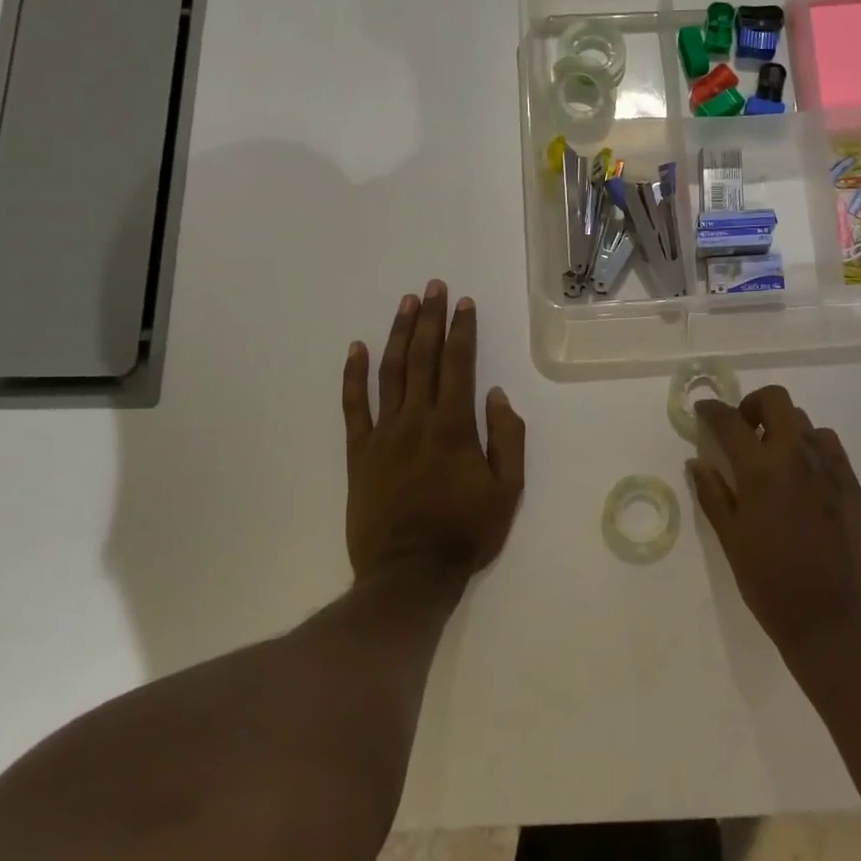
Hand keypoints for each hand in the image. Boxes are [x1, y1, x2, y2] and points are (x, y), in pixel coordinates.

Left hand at [342, 282, 525, 581]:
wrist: (410, 572)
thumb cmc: (466, 532)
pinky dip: (353, 375)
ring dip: (398, 335)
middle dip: (429, 319)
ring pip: (389, 373)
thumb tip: (497, 395)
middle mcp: (417, 420)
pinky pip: (353, 407)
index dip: (461, 330)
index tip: (463, 303)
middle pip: (423, 358)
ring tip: (405, 304)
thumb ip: (507, 438)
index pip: (459, 365)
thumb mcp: (508, 490)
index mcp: (455, 427)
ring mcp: (383, 434)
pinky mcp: (359, 453)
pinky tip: (356, 348)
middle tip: (433, 287)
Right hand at [689, 386, 860, 658]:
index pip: (730, 422)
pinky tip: (801, 474)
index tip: (703, 411)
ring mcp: (829, 467)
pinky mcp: (850, 482)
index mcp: (761, 470)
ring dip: (782, 427)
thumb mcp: (731, 539)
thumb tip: (697, 461)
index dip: (711, 411)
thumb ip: (712, 494)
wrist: (831, 618)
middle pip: (775, 400)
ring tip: (771, 457)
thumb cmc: (770, 582)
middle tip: (741, 431)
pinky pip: (828, 444)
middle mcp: (796, 456)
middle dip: (752, 405)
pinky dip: (809, 445)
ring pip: (804, 420)